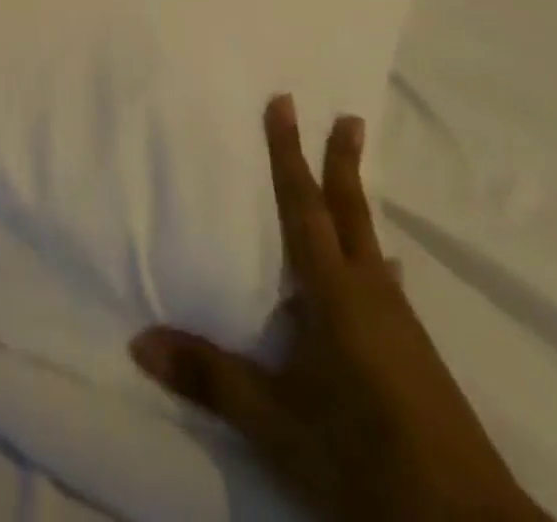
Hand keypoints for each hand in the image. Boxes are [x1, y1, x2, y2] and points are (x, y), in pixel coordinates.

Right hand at [130, 97, 548, 521]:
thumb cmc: (363, 454)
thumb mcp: (276, 423)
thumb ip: (210, 378)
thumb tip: (139, 340)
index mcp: (333, 291)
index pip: (303, 205)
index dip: (289, 152)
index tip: (285, 102)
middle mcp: (369, 292)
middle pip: (351, 211)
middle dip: (343, 161)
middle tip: (349, 116)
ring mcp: (400, 323)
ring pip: (371, 243)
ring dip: (357, 205)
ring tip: (352, 183)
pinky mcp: (416, 354)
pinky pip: (384, 282)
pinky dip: (372, 257)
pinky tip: (381, 275)